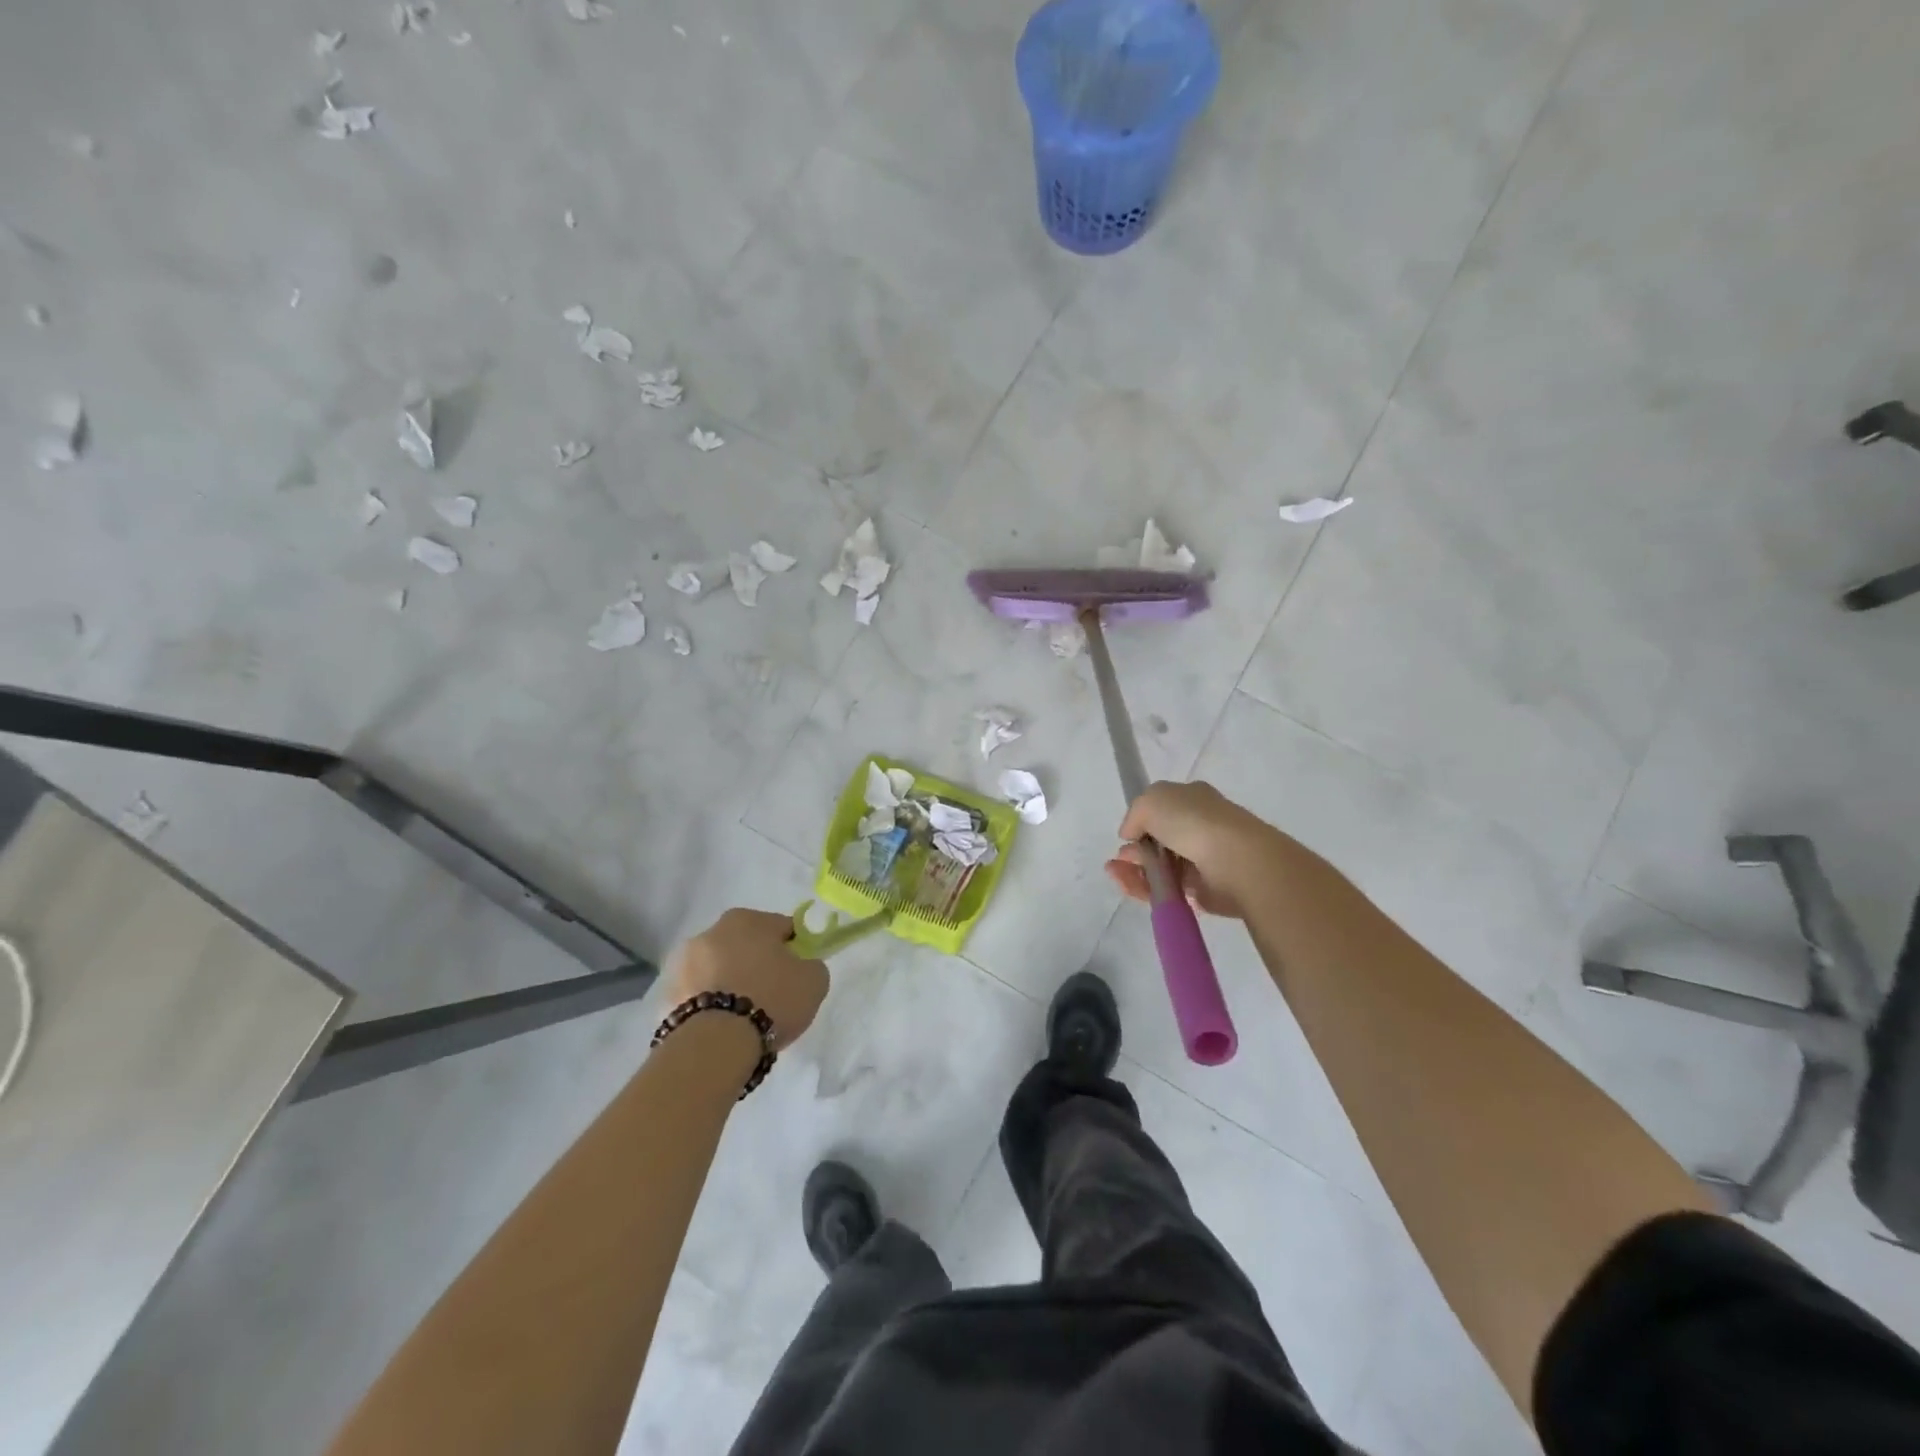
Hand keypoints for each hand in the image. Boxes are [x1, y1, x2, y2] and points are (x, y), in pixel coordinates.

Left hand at [667, 908, 828, 1050]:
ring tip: (744, 1017)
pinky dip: (710, 1004)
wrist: (716, 1044)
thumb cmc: (771, 999)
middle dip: (757, 964)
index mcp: (747, 919)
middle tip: (772, 995)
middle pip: (746, 945)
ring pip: (719, 969)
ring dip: (730, 982)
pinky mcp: (666, 995)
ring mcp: (683, 963)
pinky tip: (723, 1027)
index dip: (794, 950)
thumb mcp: (815, 980)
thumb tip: (802, 966)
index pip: (782, 928)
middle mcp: (711, 931)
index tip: (798, 974)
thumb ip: (811, 964)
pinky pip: (699, 995)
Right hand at [1104, 780, 1278, 919]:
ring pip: (1160, 867)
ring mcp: (1202, 860)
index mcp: (1193, 799)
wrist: (1235, 860)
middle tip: (1119, 859)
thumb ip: (1135, 814)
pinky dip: (1145, 889)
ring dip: (1134, 870)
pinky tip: (1128, 885)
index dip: (1142, 821)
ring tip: (1115, 873)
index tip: (1127, 834)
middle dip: (1135, 850)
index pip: (1163, 809)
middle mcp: (1200, 827)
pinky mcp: (1203, 890)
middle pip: (1159, 841)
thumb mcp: (1151, 800)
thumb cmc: (1193, 821)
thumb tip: (1132, 834)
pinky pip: (1167, 890)